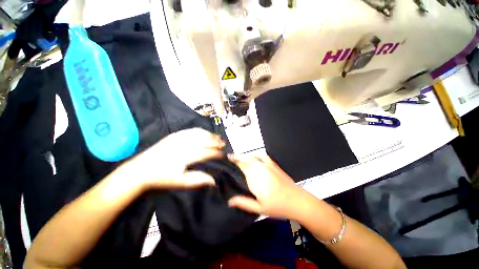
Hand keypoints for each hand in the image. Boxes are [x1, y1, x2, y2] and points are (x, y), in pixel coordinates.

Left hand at [122, 128, 224, 189]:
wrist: (141, 169)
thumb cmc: (162, 177)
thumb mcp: (180, 182)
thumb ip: (198, 180)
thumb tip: (214, 180)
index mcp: (187, 155)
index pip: (207, 152)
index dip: (217, 153)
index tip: (224, 155)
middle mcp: (186, 144)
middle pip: (205, 140)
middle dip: (216, 142)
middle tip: (224, 144)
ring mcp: (180, 137)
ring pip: (200, 133)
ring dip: (210, 135)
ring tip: (218, 137)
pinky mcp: (175, 134)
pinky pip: (191, 130)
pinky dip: (201, 131)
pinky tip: (205, 132)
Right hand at [227, 155, 307, 218]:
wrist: (297, 200)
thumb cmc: (277, 206)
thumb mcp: (259, 208)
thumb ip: (243, 203)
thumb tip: (229, 200)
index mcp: (254, 178)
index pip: (241, 166)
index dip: (233, 161)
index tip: (226, 159)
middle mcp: (260, 168)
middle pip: (245, 159)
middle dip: (237, 157)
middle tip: (230, 158)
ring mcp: (267, 165)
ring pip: (253, 156)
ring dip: (245, 156)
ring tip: (239, 158)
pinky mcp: (274, 164)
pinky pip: (263, 156)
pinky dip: (256, 155)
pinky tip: (255, 157)